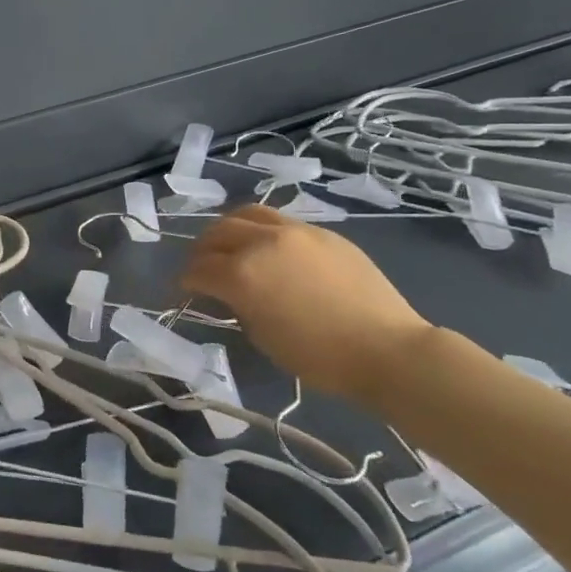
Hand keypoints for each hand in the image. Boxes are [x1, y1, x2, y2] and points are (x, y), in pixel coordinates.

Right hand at [180, 206, 432, 404]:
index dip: (185, 281)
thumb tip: (231, 293)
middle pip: (216, 233)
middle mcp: (261, 242)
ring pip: (246, 214)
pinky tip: (267, 246)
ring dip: (228, 228)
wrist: (387, 349)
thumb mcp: (262, 336)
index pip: (198, 269)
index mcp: (241, 274)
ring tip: (229, 244)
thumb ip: (238, 305)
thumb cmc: (319, 357)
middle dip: (201, 250)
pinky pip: (279, 220)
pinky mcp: (322, 232)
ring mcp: (294, 231)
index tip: (183, 290)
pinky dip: (261, 229)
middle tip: (201, 266)